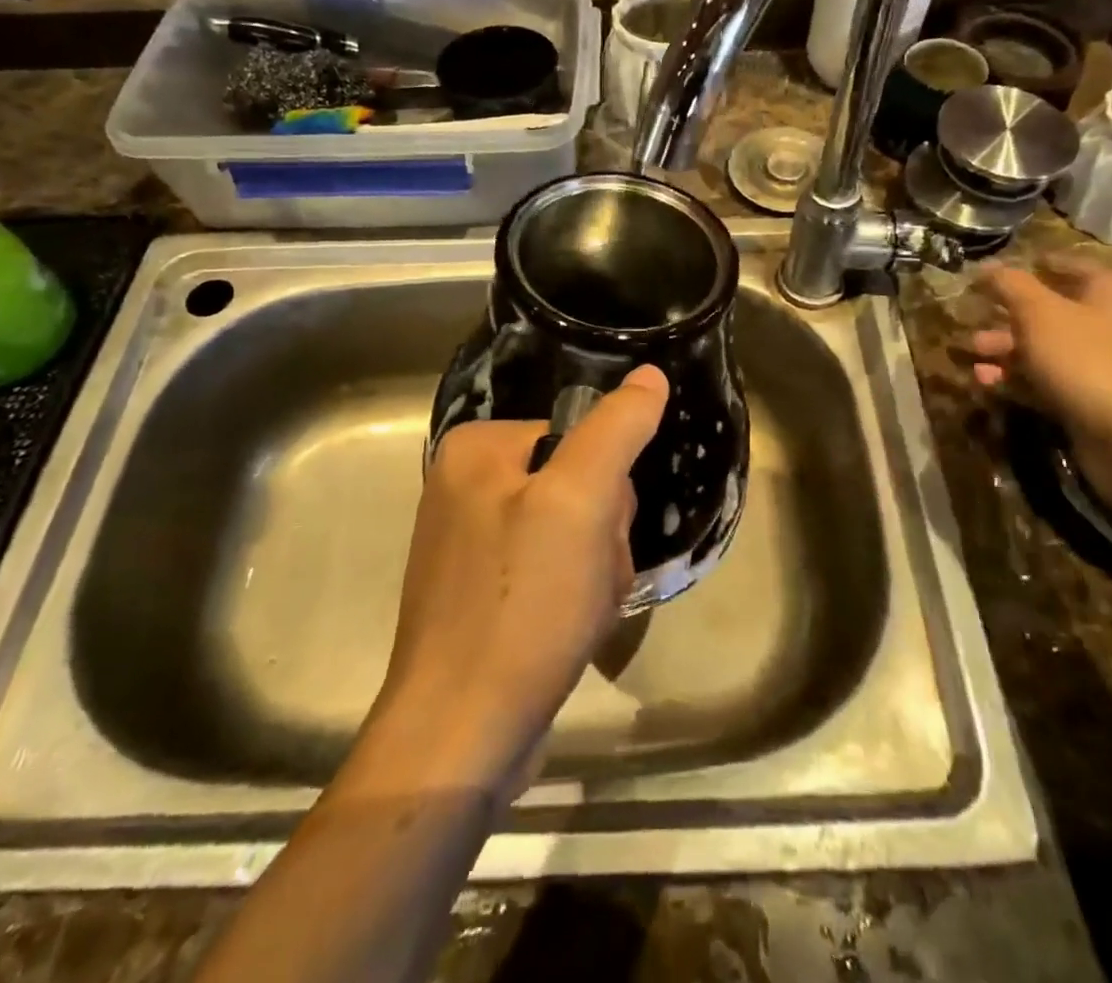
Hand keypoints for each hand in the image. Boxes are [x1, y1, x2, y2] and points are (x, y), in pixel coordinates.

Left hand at [368, 366, 669, 794]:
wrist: (461, 737)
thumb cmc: (522, 605)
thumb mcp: (579, 501)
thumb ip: (616, 429)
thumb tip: (650, 374)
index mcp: (476, 449)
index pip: (579, 437)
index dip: (606, 487)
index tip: (599, 532)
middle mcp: (465, 486)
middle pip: (576, 484)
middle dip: (602, 534)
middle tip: (588, 579)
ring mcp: (471, 543)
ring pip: (573, 533)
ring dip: (595, 571)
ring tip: (579, 613)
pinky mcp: (483, 593)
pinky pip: (551, 572)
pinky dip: (574, 599)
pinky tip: (568, 632)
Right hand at [967, 257, 1111, 494]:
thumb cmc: (1091, 361)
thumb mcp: (1041, 314)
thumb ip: (1010, 286)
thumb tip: (985, 266)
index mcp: (1107, 291)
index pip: (1065, 265)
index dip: (1029, 266)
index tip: (990, 274)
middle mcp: (1108, 323)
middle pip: (1048, 311)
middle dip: (1006, 316)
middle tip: (970, 321)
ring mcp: (1100, 366)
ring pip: (1043, 350)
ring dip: (1005, 351)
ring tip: (971, 356)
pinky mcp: (1089, 402)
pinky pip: (1045, 383)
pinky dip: (1015, 381)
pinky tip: (985, 384)